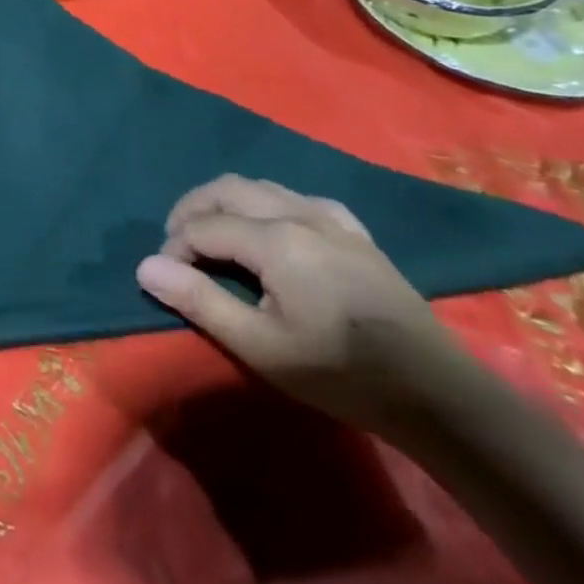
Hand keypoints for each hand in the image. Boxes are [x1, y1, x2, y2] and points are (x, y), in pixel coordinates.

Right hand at [135, 175, 466, 431]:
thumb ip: (199, 301)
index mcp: (274, 239)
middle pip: (225, 190)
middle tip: (177, 246)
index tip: (168, 279)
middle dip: (191, 211)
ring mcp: (331, 219)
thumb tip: (145, 267)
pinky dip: (268, 205)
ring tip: (214, 236)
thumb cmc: (340, 373)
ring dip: (225, 204)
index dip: (174, 248)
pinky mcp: (355, 232)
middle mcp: (298, 214)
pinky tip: (271, 230)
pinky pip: (298, 198)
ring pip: (260, 187)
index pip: (202, 226)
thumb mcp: (260, 347)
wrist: (438, 396)